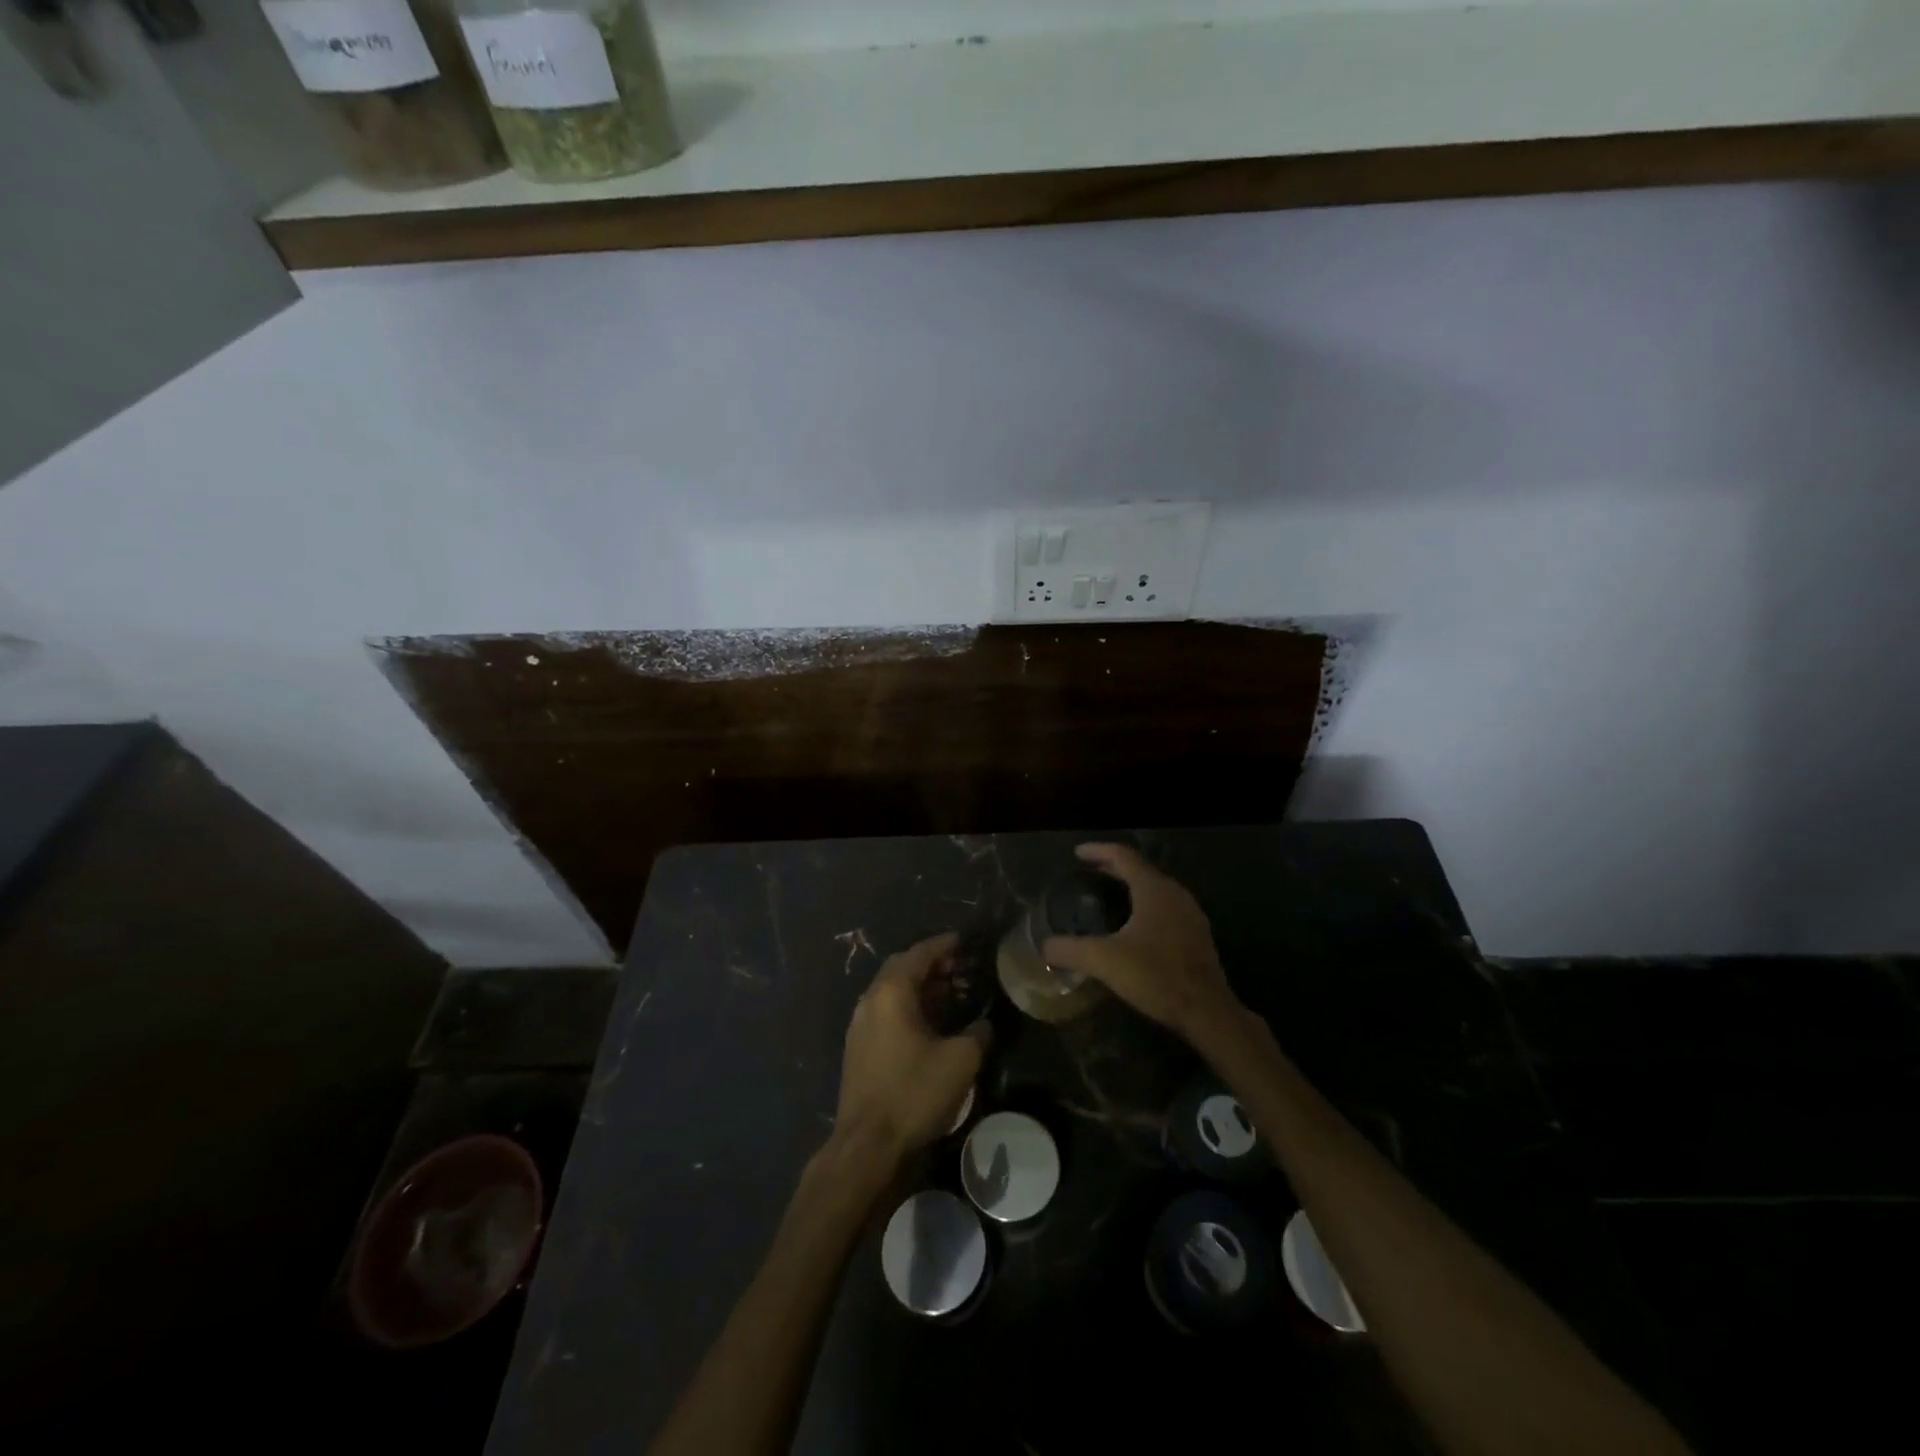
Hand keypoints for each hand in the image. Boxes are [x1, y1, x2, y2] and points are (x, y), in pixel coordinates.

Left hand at [833, 932, 990, 1169]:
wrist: (867, 1144)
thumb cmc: (913, 1092)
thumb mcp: (960, 1061)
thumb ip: (977, 1033)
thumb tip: (983, 1024)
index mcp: (891, 992)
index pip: (919, 953)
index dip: (943, 945)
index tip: (964, 941)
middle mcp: (870, 999)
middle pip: (902, 968)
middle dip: (932, 964)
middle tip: (961, 967)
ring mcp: (860, 1024)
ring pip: (892, 991)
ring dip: (921, 987)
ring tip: (951, 993)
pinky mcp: (859, 1048)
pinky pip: (886, 1011)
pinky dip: (909, 1006)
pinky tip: (930, 1023)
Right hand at [1042, 844, 1244, 1044]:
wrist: (1207, 1011)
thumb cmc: (1156, 976)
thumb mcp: (1105, 961)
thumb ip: (1071, 950)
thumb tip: (1044, 946)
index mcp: (1153, 889)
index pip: (1123, 856)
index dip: (1098, 851)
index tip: (1077, 853)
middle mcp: (1174, 893)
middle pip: (1140, 869)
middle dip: (1113, 867)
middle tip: (1089, 870)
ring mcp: (1190, 913)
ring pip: (1155, 888)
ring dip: (1131, 886)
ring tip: (1110, 893)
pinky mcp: (1197, 935)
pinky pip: (1166, 907)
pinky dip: (1145, 904)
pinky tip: (1135, 924)